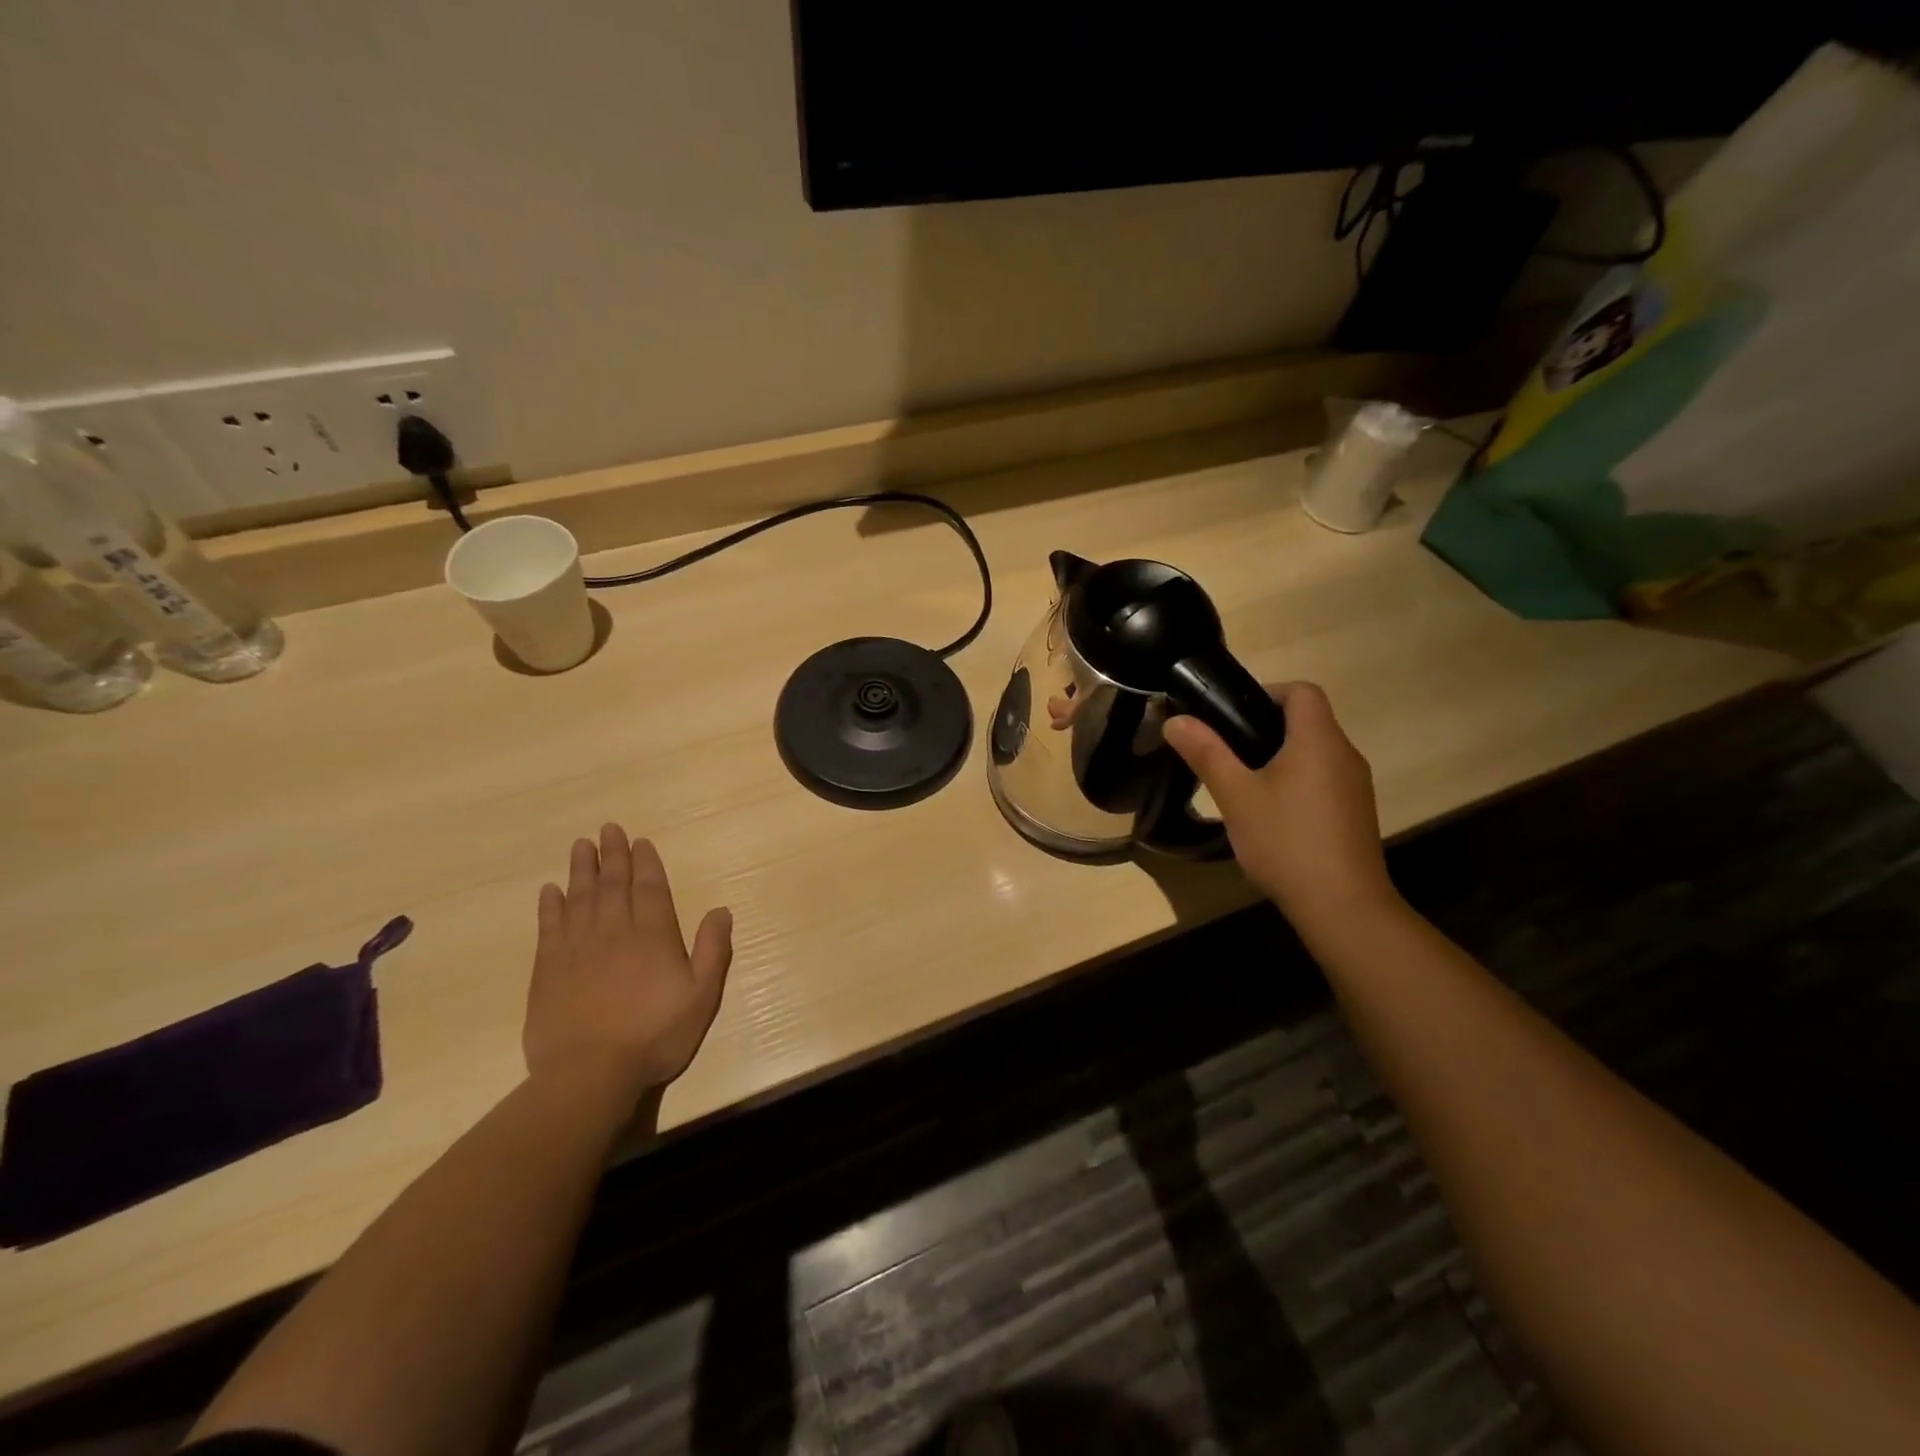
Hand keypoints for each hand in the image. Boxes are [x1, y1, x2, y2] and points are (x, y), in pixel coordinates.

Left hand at [524, 823, 732, 1098]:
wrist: (589, 1073)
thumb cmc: (655, 1035)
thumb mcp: (701, 995)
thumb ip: (713, 950)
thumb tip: (721, 910)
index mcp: (653, 935)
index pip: (650, 888)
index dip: (646, 863)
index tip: (639, 841)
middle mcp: (615, 931)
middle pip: (613, 885)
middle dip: (613, 855)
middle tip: (608, 829)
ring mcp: (577, 948)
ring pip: (580, 898)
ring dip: (582, 870)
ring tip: (581, 845)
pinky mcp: (548, 970)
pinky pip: (549, 927)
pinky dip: (550, 906)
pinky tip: (550, 890)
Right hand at [1163, 682, 1397, 933]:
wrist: (1343, 906)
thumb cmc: (1286, 842)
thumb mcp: (1236, 796)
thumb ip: (1206, 753)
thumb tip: (1176, 720)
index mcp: (1318, 740)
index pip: (1302, 691)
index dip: (1266, 692)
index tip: (1232, 716)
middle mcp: (1345, 754)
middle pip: (1308, 720)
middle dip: (1265, 727)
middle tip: (1226, 752)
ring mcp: (1355, 786)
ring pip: (1315, 752)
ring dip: (1281, 757)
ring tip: (1243, 785)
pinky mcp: (1356, 813)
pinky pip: (1324, 779)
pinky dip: (1297, 782)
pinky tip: (1273, 816)